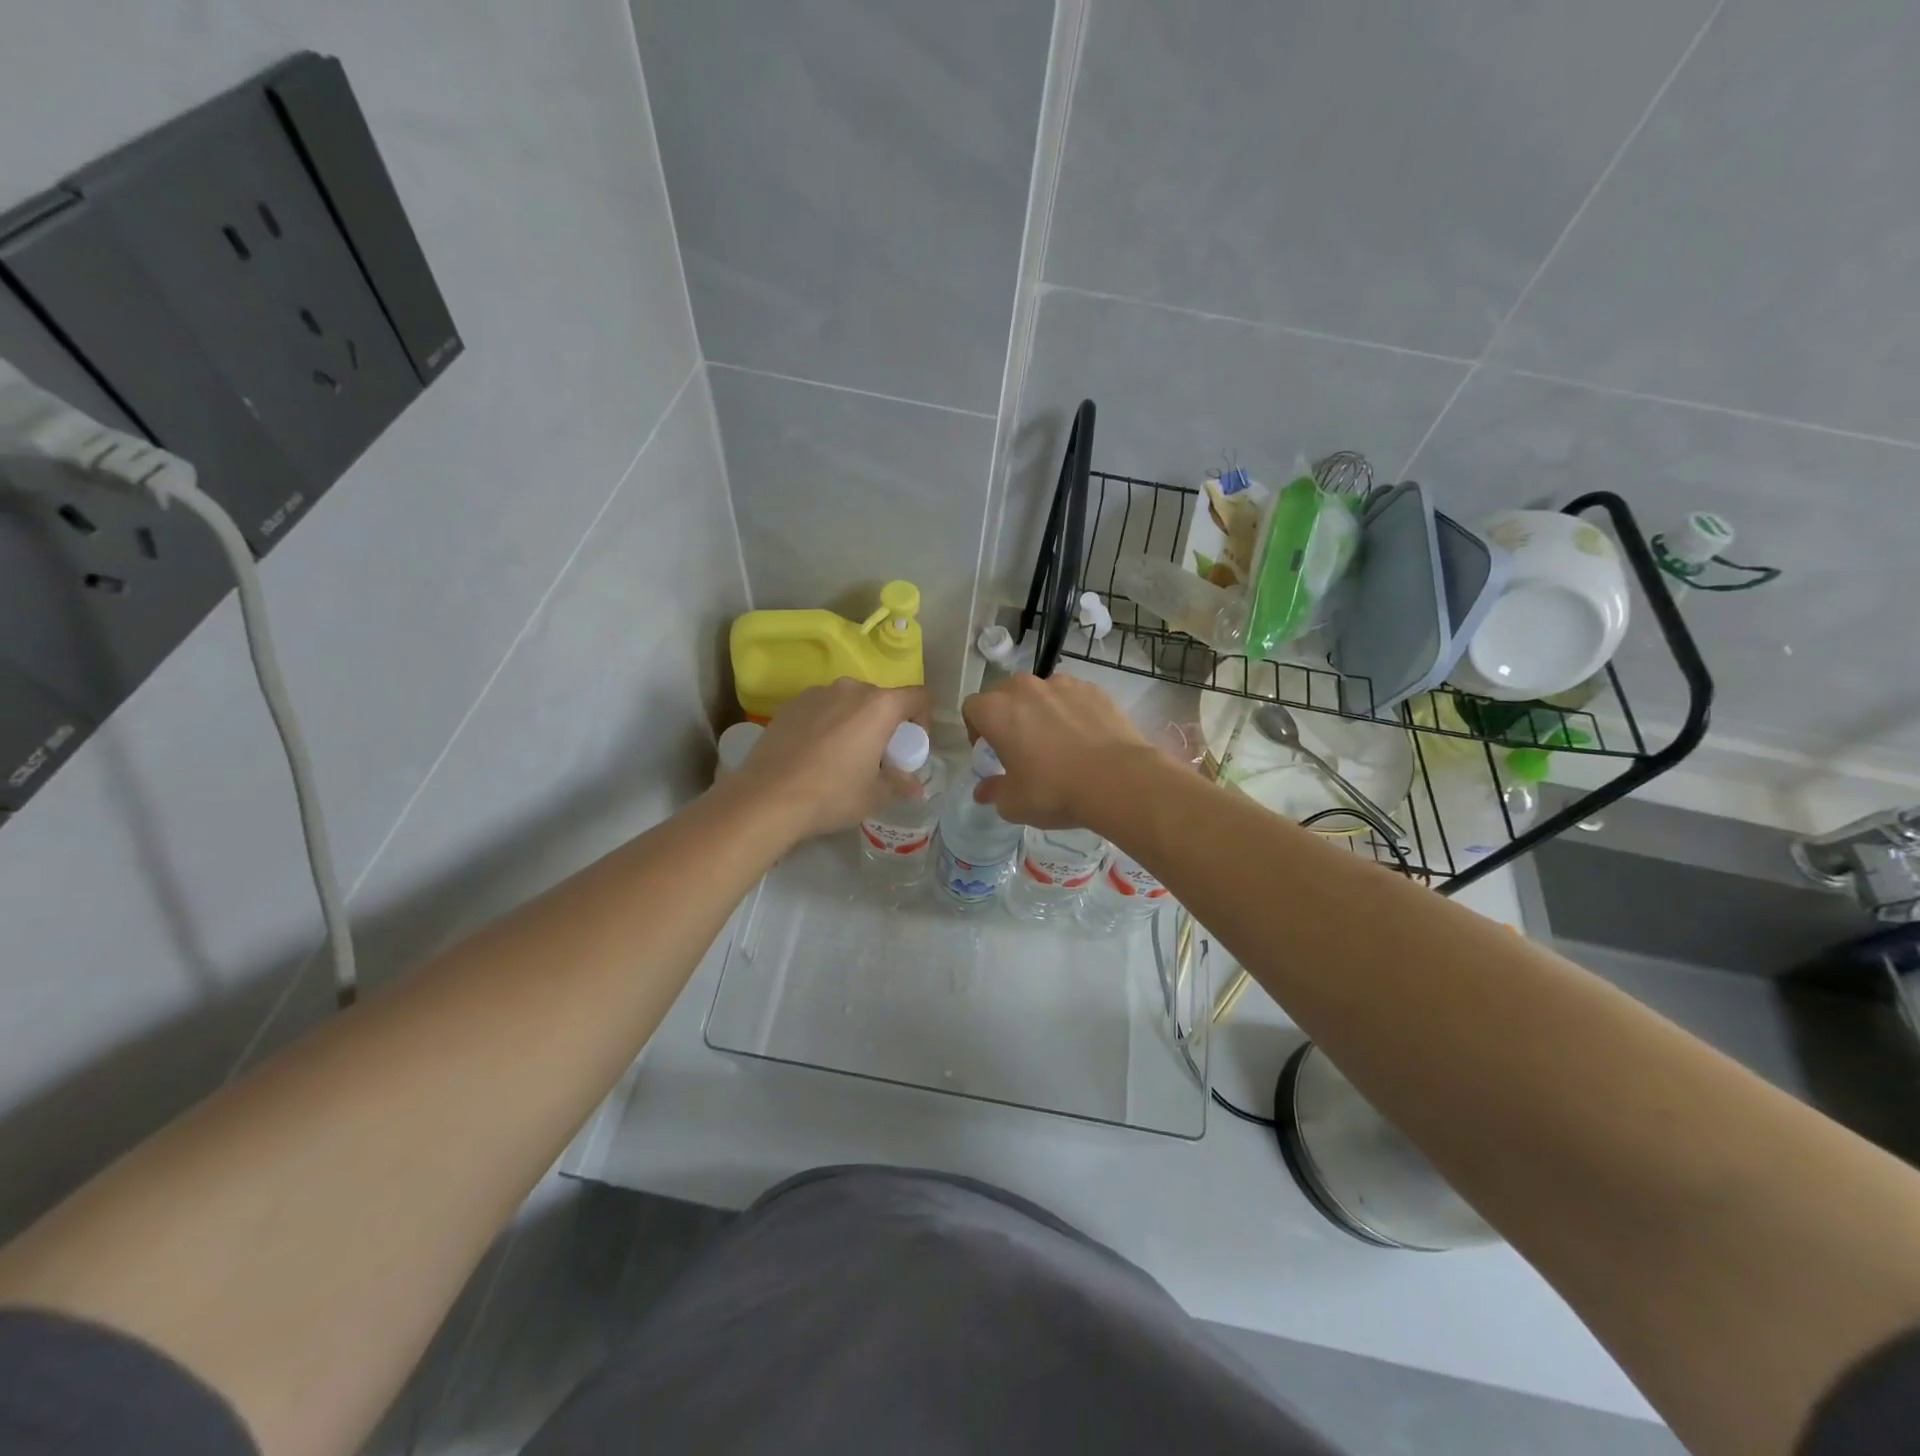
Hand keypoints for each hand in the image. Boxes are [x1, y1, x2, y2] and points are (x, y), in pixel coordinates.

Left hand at [730, 679, 925, 842]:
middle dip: (885, 724)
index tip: (909, 747)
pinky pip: (820, 709)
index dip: (923, 719)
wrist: (767, 797)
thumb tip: (915, 788)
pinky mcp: (790, 704)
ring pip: (848, 702)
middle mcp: (850, 689)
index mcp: (879, 706)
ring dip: (854, 722)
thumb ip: (900, 784)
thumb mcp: (875, 796)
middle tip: (877, 756)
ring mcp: (816, 693)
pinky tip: (813, 754)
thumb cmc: (832, 794)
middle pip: (881, 699)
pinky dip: (826, 724)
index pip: (918, 697)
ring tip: (842, 755)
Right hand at [961, 673, 1158, 829]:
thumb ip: (993, 792)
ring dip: (1039, 710)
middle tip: (1020, 746)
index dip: (976, 731)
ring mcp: (1062, 684)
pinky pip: (1071, 697)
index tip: (990, 752)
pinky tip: (1084, 739)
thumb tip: (984, 790)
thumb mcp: (1014, 803)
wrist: (1118, 779)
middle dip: (1007, 716)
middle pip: (1004, 694)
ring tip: (1056, 741)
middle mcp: (1025, 688)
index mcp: (997, 711)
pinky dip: (1071, 711)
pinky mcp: (1093, 689)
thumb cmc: (1055, 791)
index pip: (972, 709)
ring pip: (1040, 693)